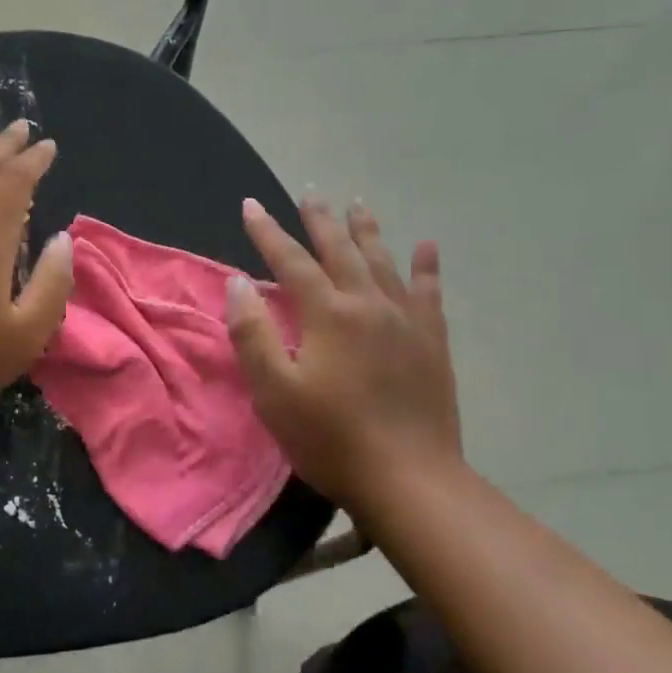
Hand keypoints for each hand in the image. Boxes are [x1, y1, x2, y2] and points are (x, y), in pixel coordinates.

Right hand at [225, 196, 462, 510]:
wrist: (409, 479)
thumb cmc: (330, 438)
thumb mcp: (274, 391)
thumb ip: (253, 333)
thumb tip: (239, 283)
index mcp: (328, 313)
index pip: (290, 260)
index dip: (267, 231)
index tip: (250, 205)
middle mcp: (368, 303)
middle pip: (340, 250)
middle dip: (319, 220)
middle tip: (309, 193)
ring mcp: (406, 320)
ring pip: (383, 261)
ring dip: (366, 231)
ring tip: (358, 204)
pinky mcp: (432, 342)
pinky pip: (429, 292)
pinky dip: (426, 267)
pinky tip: (426, 247)